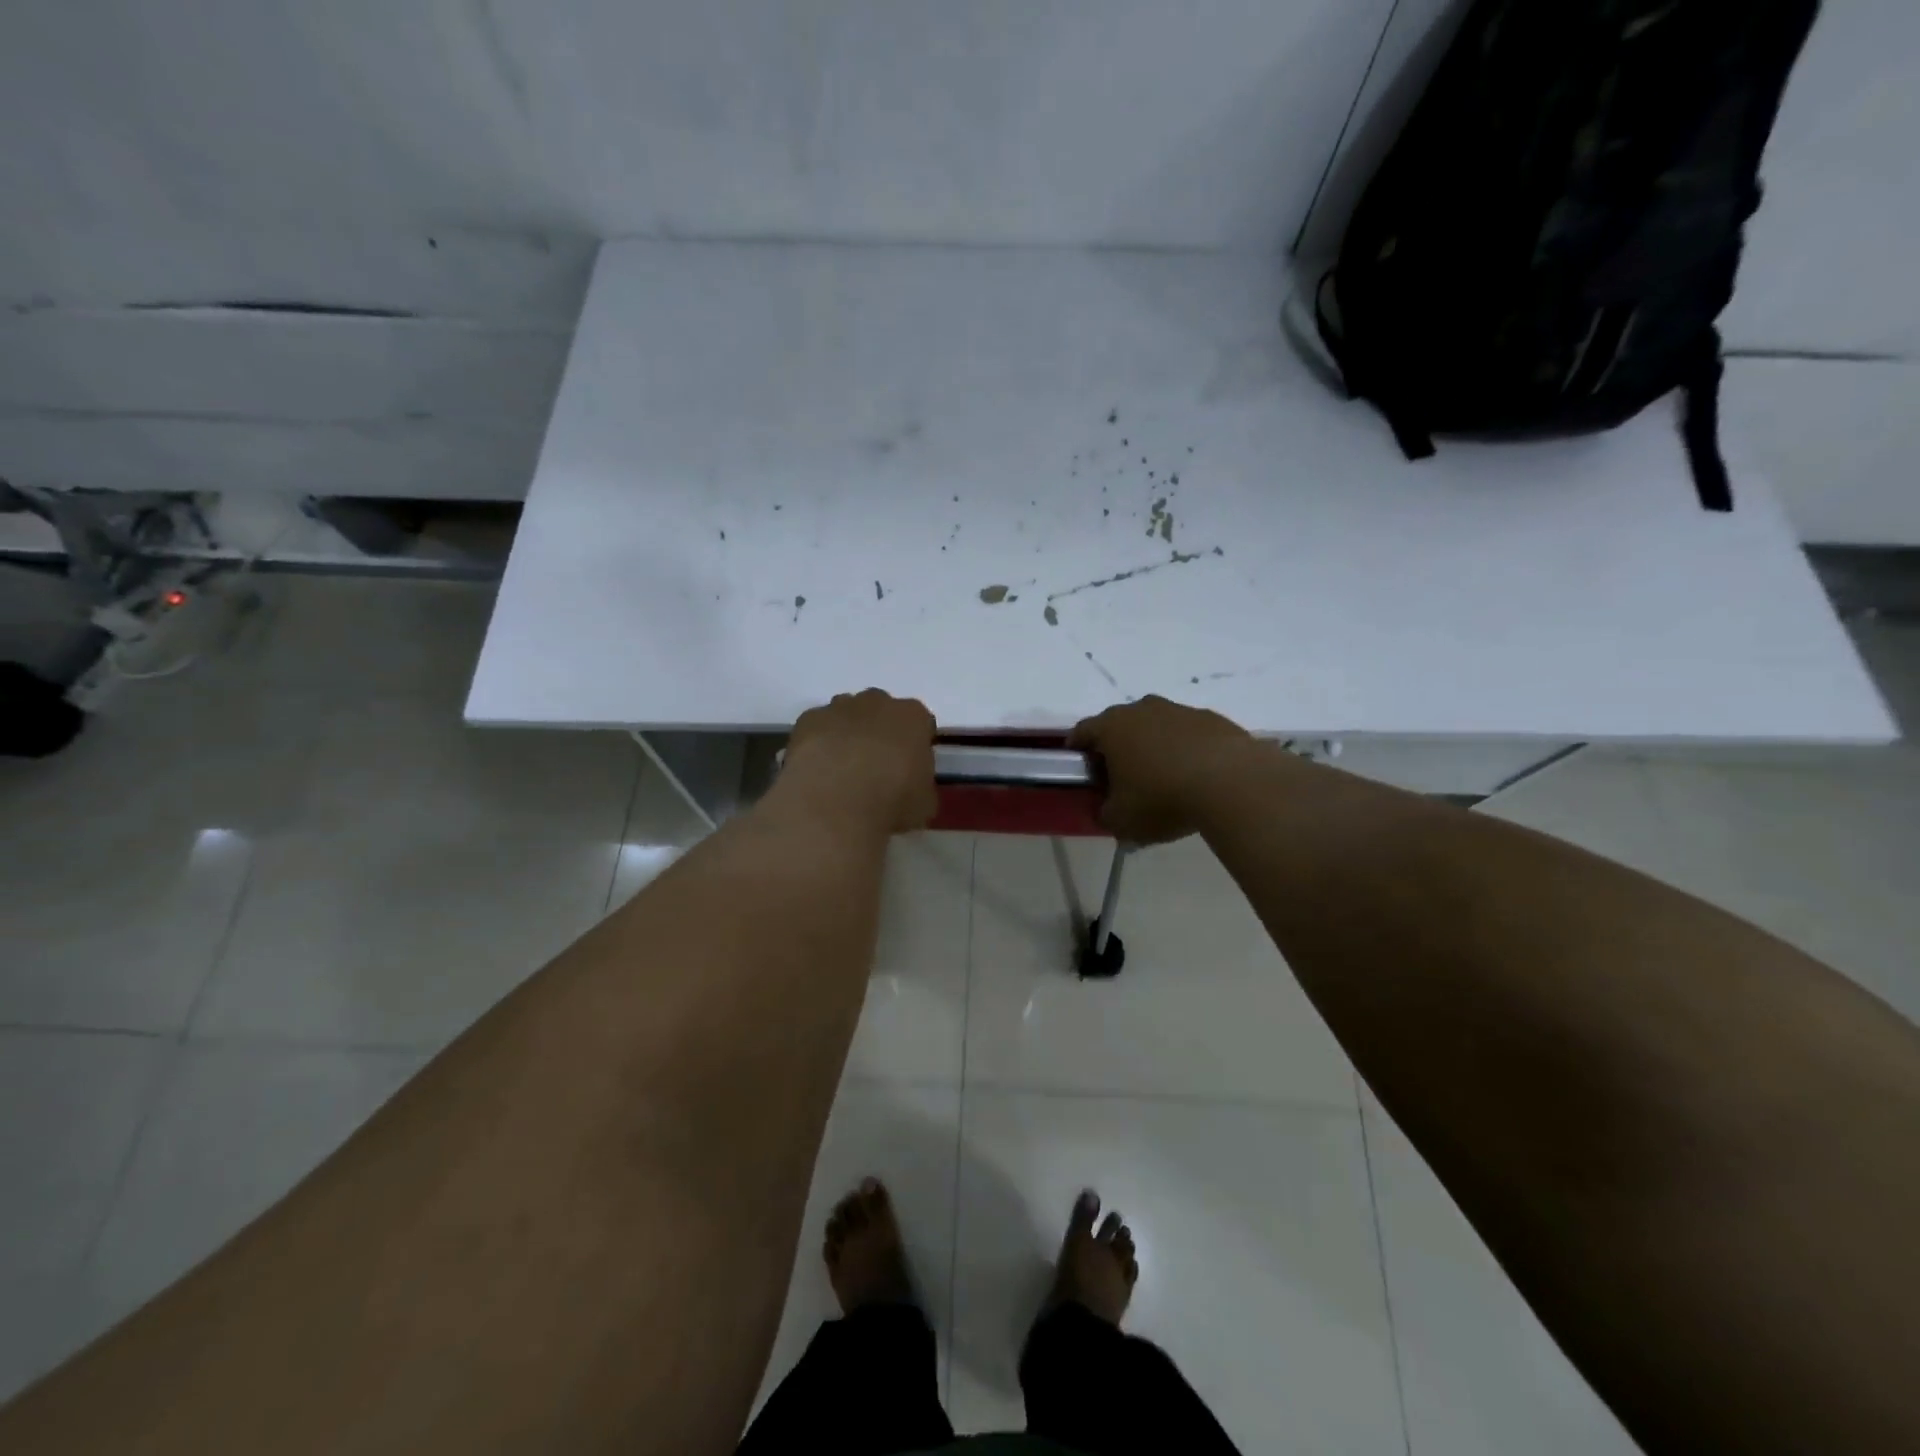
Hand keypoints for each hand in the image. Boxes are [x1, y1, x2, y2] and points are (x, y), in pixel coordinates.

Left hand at [780, 689, 937, 834]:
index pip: (920, 723)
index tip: (909, 768)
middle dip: (879, 732)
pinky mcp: (808, 719)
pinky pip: (817, 726)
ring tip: (842, 770)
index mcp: (913, 717)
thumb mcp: (924, 804)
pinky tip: (817, 769)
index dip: (914, 745)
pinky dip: (818, 742)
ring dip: (847, 734)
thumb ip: (921, 785)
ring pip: (846, 713)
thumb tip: (911, 787)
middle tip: (875, 767)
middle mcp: (877, 702)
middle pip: (881, 711)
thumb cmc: (891, 803)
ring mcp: (839, 707)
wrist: (836, 804)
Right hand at [1070, 695, 1254, 843]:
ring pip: (1156, 727)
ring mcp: (1180, 710)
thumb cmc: (1162, 798)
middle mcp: (1142, 709)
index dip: (1078, 752)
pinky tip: (1196, 777)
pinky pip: (1189, 735)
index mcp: (1112, 727)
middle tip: (1122, 779)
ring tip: (1163, 780)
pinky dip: (1186, 751)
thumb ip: (1105, 814)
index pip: (1082, 732)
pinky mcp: (1213, 719)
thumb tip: (1108, 811)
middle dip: (1117, 749)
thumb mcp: (1121, 820)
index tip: (1084, 772)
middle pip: (1120, 726)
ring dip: (1154, 747)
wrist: (1232, 782)